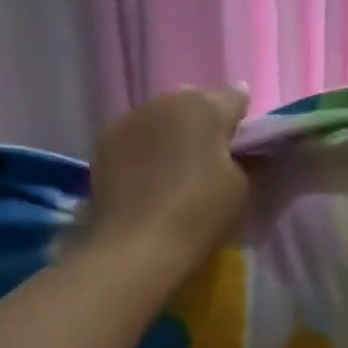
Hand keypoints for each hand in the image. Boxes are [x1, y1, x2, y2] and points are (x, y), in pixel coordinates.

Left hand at [89, 85, 251, 268]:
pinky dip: (146, 148)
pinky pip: (136, 136)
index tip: (244, 144)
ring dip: (172, 133)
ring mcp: (128, 119)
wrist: (137, 248)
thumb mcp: (240, 187)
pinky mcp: (104, 143)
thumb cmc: (199, 214)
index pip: (234, 100)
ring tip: (176, 168)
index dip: (242, 121)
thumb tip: (240, 146)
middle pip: (193, 103)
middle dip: (204, 122)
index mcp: (203, 106)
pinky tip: (149, 177)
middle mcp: (164, 101)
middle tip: (210, 157)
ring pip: (161, 117)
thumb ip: (243, 157)